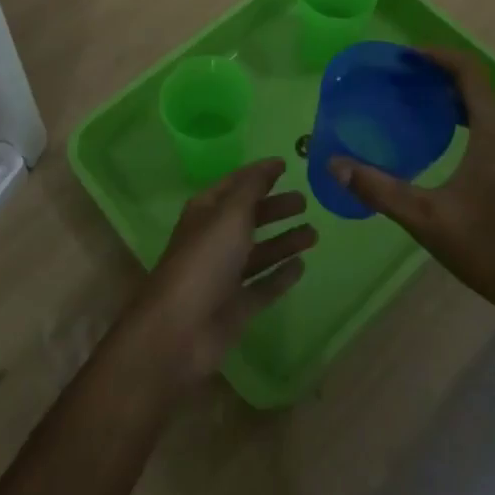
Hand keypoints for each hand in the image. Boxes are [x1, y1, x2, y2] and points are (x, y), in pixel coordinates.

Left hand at [120, 158, 315, 388]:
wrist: (180, 330)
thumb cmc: (205, 260)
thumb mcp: (230, 214)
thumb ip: (252, 188)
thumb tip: (271, 164)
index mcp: (207, 211)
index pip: (236, 184)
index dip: (260, 173)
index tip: (286, 165)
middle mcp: (215, 239)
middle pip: (250, 217)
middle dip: (275, 208)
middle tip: (305, 202)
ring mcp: (225, 275)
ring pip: (260, 252)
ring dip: (284, 241)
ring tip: (314, 233)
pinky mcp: (236, 307)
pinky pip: (264, 286)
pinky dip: (281, 276)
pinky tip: (301, 266)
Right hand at [329, 48, 494, 331]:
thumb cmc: (492, 248)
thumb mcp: (427, 219)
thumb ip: (379, 188)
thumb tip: (334, 164)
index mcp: (494, 127)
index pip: (466, 69)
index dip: (434, 55)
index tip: (401, 56)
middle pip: (473, 84)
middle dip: (436, 75)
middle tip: (397, 81)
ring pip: (483, 106)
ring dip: (450, 98)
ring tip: (411, 105)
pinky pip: (490, 126)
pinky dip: (463, 119)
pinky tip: (440, 142)